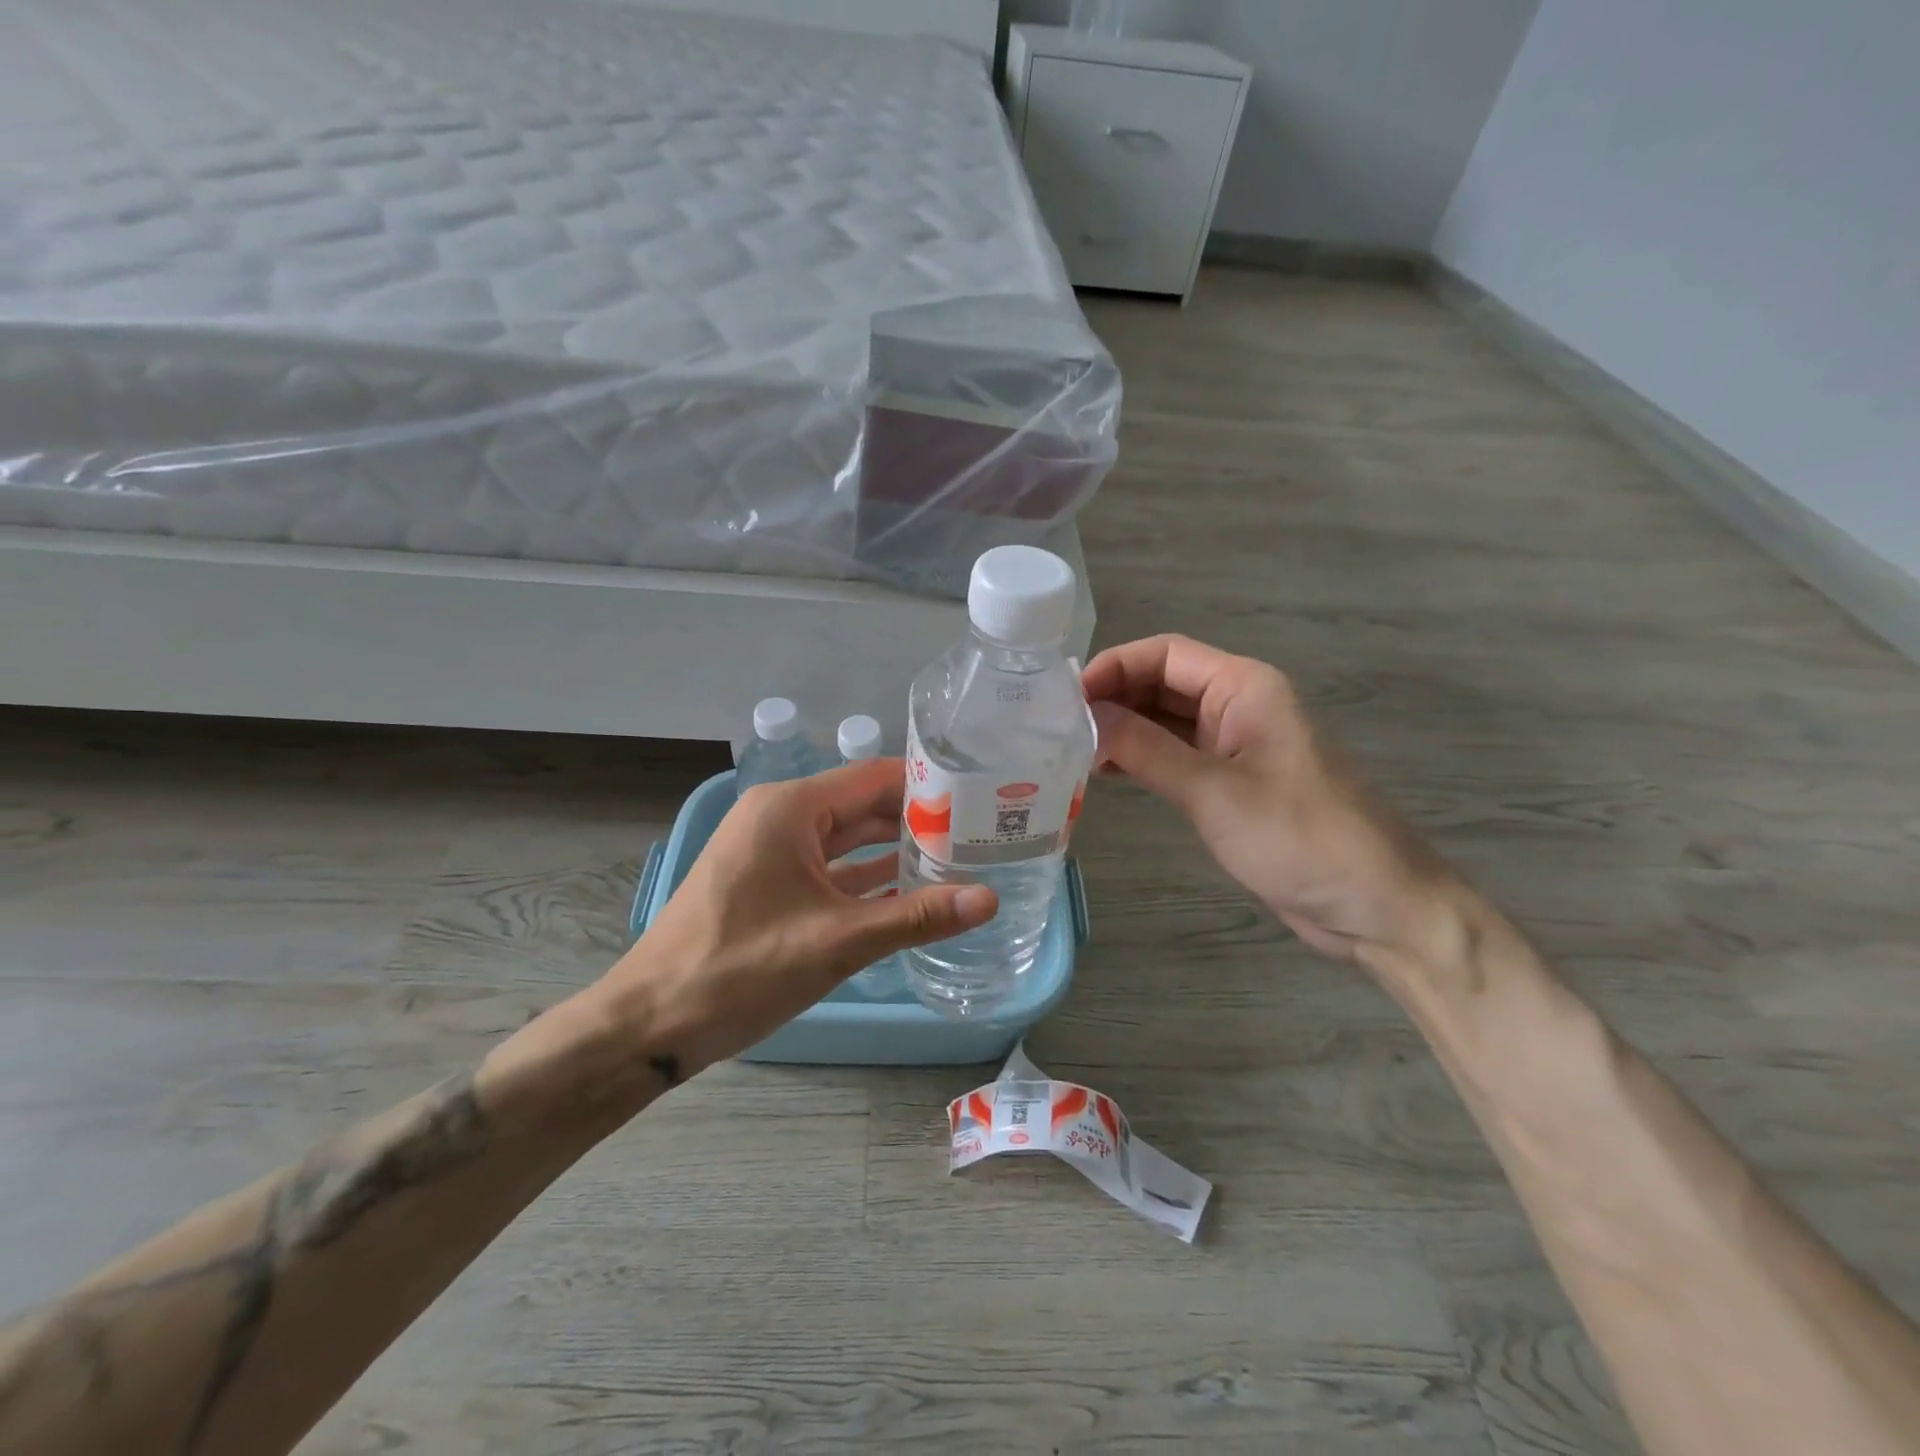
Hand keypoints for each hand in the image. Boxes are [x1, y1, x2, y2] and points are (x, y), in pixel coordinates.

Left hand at [602, 759, 997, 1073]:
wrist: (649, 1022)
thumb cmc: (739, 969)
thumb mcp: (836, 942)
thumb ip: (916, 917)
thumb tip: (988, 899)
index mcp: (791, 808)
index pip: (875, 777)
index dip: (928, 787)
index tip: (980, 801)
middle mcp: (781, 816)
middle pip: (863, 805)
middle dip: (917, 820)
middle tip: (979, 835)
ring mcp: (770, 850)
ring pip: (847, 837)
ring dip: (894, 849)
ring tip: (957, 859)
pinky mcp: (767, 881)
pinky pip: (828, 867)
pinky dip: (866, 877)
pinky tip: (909, 891)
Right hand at [1083, 635, 1459, 961]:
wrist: (1376, 905)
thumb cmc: (1299, 838)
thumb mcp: (1213, 791)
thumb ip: (1145, 749)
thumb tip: (1085, 717)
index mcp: (1245, 687)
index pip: (1166, 654)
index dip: (1113, 667)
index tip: (1065, 699)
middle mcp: (1240, 705)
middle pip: (1163, 683)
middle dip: (1113, 699)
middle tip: (1058, 728)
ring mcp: (1237, 744)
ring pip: (1167, 720)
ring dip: (1124, 730)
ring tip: (1073, 753)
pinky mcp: (1234, 782)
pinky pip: (1178, 755)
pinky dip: (1142, 759)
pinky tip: (1107, 775)